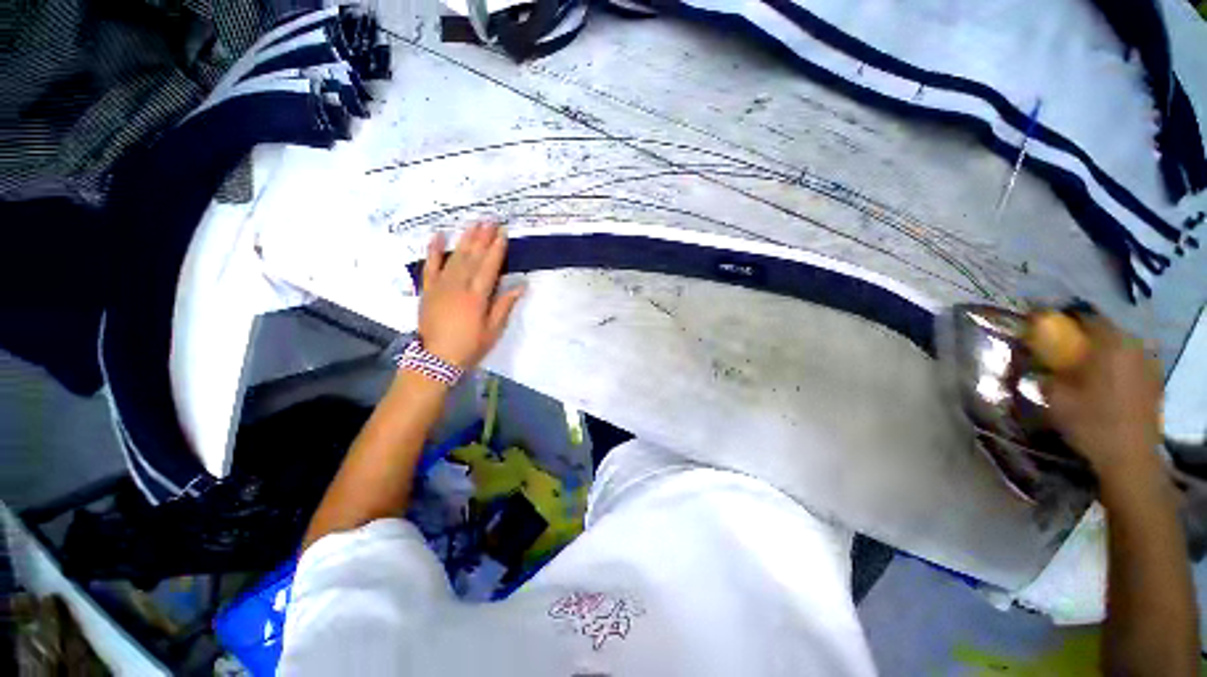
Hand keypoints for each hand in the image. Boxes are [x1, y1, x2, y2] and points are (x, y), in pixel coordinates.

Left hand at [418, 223, 523, 368]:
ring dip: (465, 240)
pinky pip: (430, 266)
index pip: (489, 267)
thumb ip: (504, 305)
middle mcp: (459, 286)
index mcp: (477, 297)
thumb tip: (521, 285)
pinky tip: (438, 235)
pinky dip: (434, 250)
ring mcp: (441, 286)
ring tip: (474, 224)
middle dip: (482, 238)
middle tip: (490, 221)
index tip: (503, 233)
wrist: (436, 360)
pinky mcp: (428, 290)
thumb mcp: (493, 330)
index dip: (497, 250)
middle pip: (473, 258)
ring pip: (455, 258)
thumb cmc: (470, 346)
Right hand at [1044, 317, 1162, 482]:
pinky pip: (1131, 363)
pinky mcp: (1154, 382)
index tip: (1047, 328)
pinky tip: (1104, 382)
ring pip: (1120, 347)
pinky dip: (1116, 366)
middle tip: (1064, 350)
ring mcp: (1148, 364)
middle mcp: (1133, 347)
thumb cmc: (1091, 422)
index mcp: (1109, 344)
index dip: (1065, 320)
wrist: (1129, 457)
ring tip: (1084, 367)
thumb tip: (1037, 364)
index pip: (1086, 317)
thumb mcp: (1056, 398)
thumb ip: (1046, 375)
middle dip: (1085, 337)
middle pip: (1106, 331)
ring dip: (1102, 352)